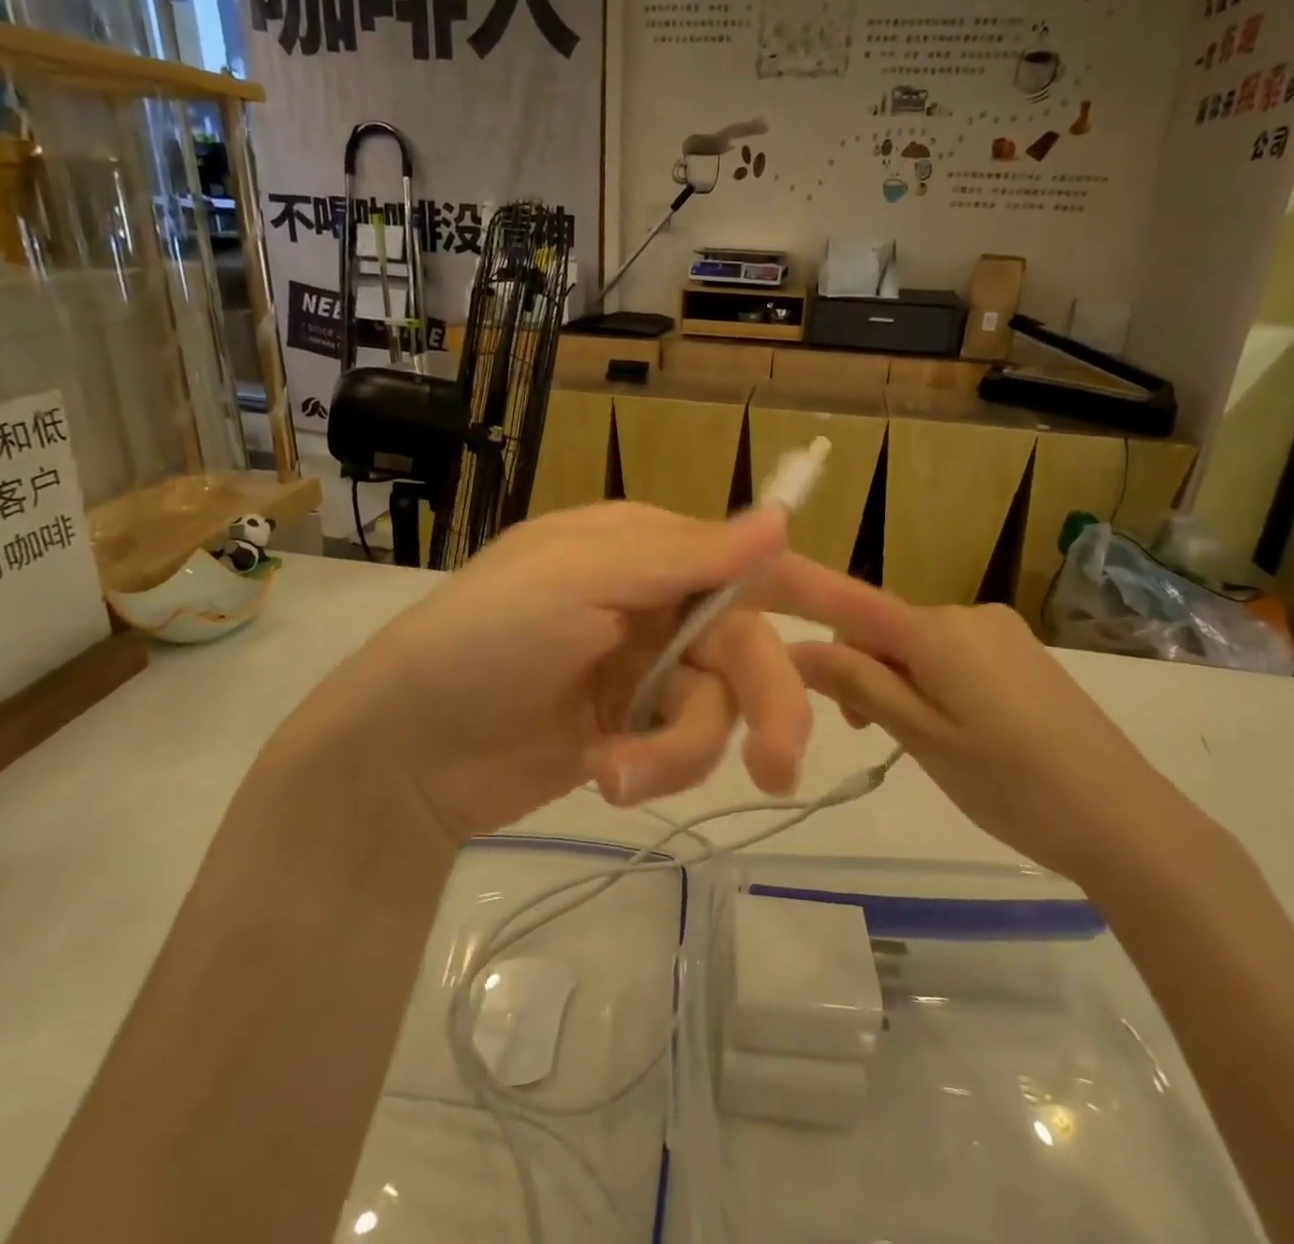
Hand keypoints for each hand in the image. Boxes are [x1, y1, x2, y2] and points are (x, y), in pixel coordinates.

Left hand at [273, 504, 811, 840]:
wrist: (406, 746)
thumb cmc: (488, 636)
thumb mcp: (583, 579)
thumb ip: (686, 555)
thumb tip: (779, 517)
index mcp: (645, 548)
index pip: (749, 560)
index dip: (819, 590)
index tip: (887, 629)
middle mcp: (653, 602)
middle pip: (747, 646)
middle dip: (767, 704)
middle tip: (781, 769)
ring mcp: (642, 671)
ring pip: (717, 708)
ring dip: (683, 749)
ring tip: (618, 773)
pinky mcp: (630, 731)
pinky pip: (680, 748)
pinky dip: (654, 767)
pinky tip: (603, 776)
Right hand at [761, 557, 1216, 888]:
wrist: (1128, 822)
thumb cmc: (1010, 782)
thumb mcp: (922, 737)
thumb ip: (858, 684)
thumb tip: (796, 648)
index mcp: (938, 630)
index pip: (852, 602)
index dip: (804, 600)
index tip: (773, 628)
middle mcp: (968, 614)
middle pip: (885, 628)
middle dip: (861, 668)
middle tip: (867, 733)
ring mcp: (1002, 633)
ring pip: (919, 644)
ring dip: (897, 680)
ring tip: (915, 741)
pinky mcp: (1024, 655)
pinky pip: (954, 655)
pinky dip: (933, 683)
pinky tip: (956, 731)